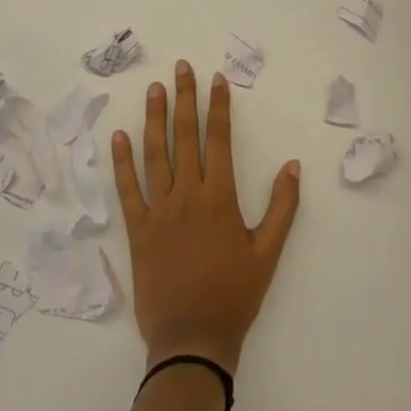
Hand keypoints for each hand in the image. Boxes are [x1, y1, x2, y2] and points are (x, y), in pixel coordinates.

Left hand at [111, 61, 301, 373]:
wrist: (192, 342)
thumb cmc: (235, 296)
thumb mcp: (268, 253)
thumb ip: (282, 207)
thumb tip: (293, 165)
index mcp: (219, 198)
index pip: (218, 140)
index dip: (218, 107)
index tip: (217, 79)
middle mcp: (187, 195)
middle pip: (186, 137)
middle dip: (185, 99)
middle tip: (181, 68)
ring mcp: (158, 211)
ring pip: (155, 154)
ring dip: (154, 119)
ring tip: (154, 89)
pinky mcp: (137, 231)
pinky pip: (127, 190)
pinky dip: (121, 162)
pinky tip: (118, 136)